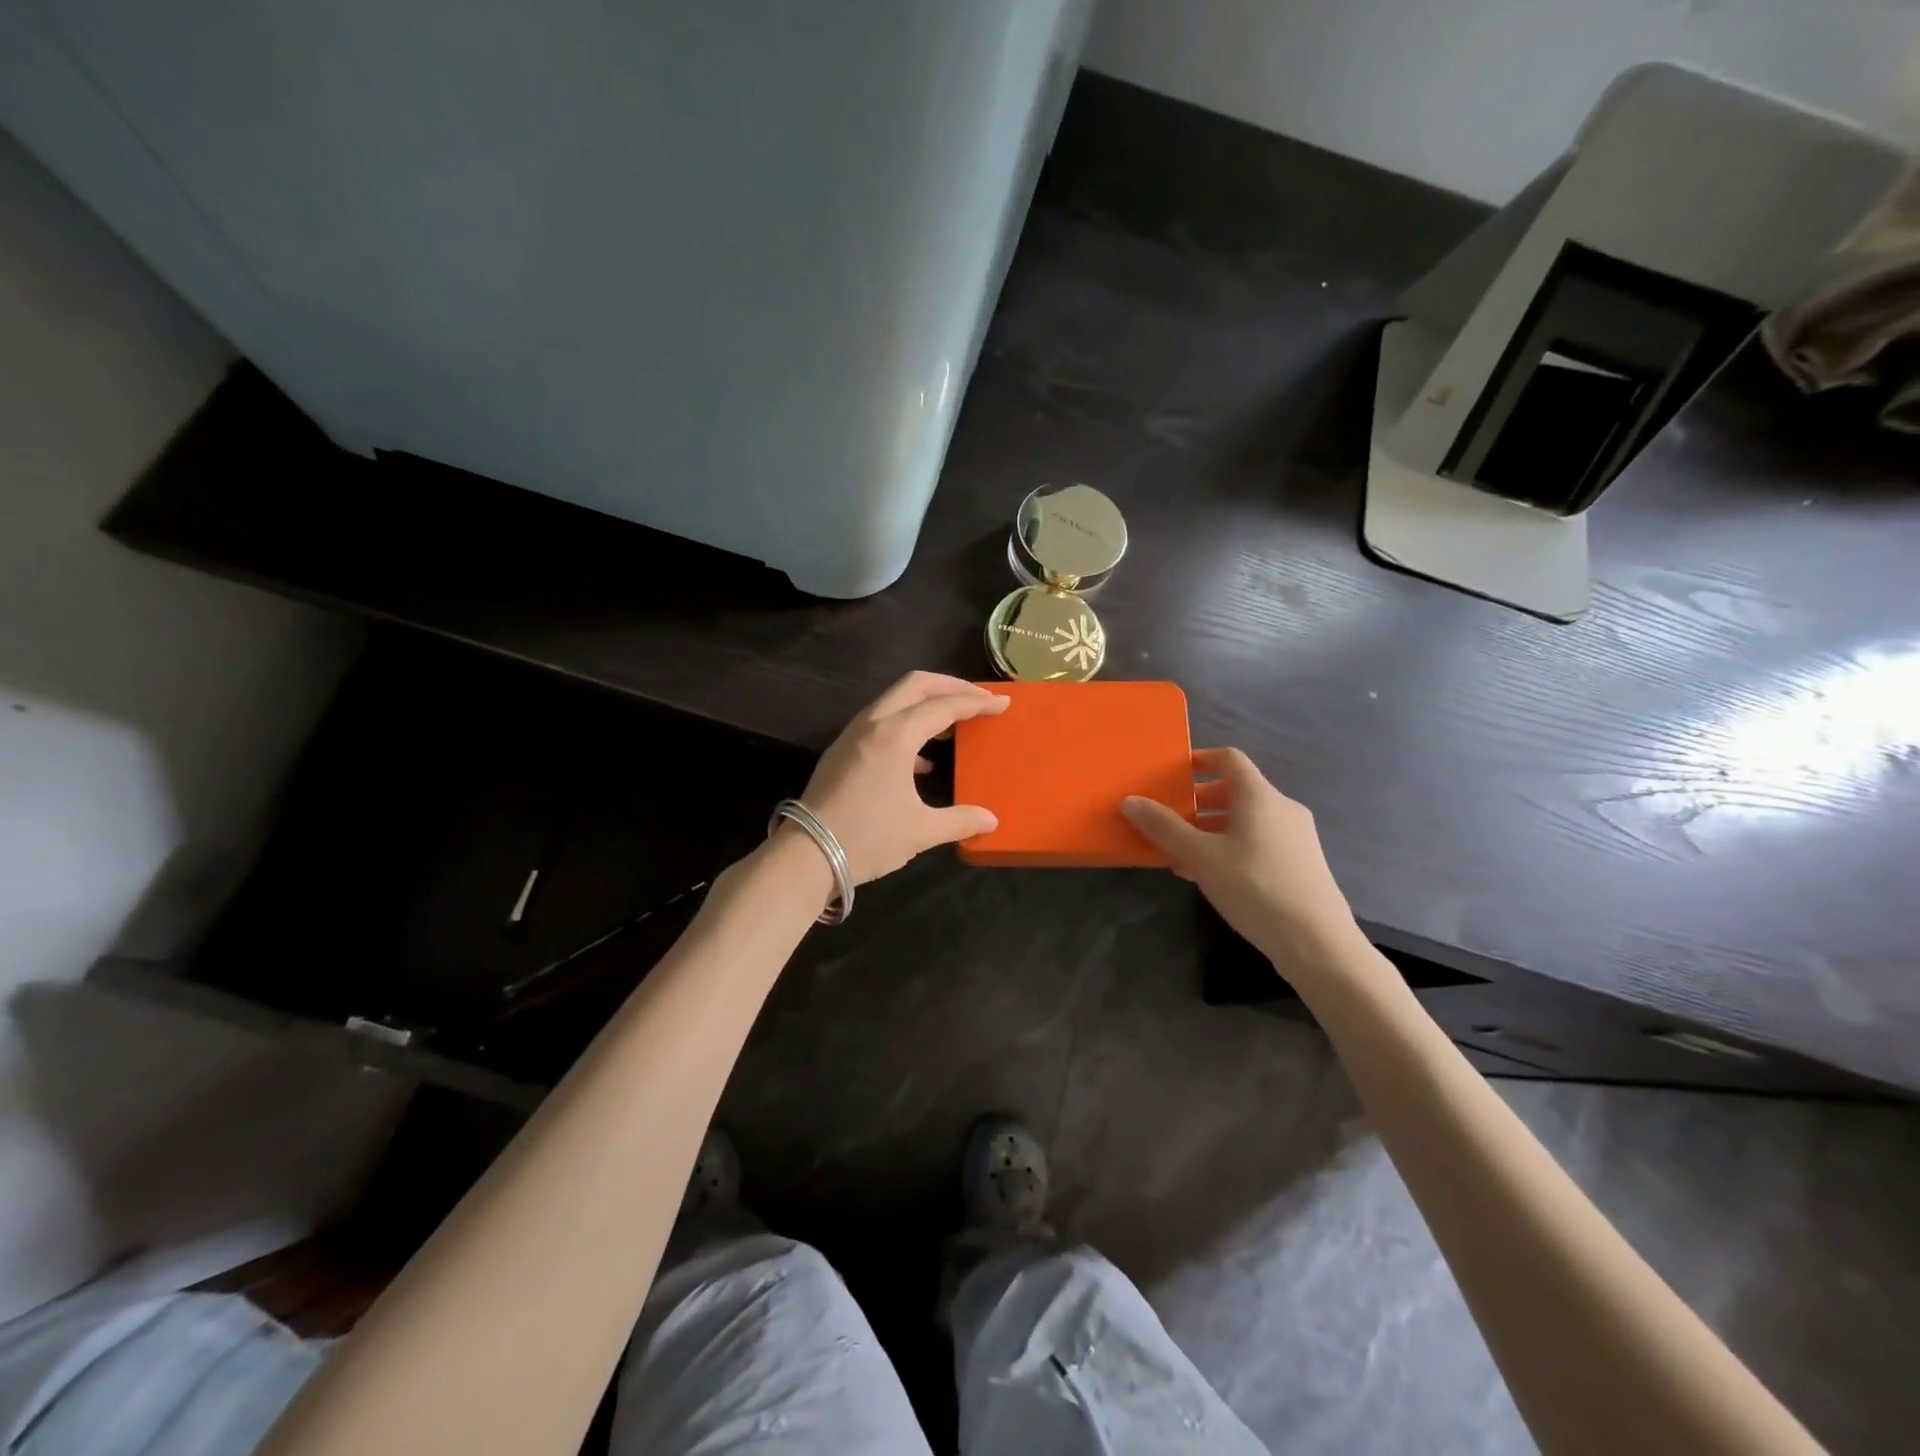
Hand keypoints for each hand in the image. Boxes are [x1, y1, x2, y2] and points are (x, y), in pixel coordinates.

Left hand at [797, 672, 1008, 884]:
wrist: (806, 855)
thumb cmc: (868, 838)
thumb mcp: (920, 831)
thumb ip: (960, 820)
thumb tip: (991, 821)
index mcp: (895, 735)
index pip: (943, 706)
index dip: (976, 702)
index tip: (1002, 703)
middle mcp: (873, 724)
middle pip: (915, 685)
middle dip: (950, 686)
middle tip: (978, 698)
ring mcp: (852, 735)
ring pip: (894, 700)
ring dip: (926, 703)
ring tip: (954, 723)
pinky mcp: (842, 750)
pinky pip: (881, 721)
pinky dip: (907, 725)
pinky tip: (922, 759)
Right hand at [1121, 748, 1361, 973]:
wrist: (1317, 942)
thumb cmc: (1254, 887)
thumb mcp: (1201, 857)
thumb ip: (1164, 827)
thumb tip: (1130, 800)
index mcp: (1260, 797)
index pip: (1230, 759)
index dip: (1201, 759)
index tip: (1174, 772)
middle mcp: (1282, 808)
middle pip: (1237, 791)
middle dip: (1200, 801)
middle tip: (1171, 818)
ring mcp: (1296, 837)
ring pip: (1246, 820)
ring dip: (1212, 828)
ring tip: (1182, 852)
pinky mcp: (1301, 864)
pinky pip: (1259, 842)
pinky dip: (1231, 847)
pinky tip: (1210, 876)